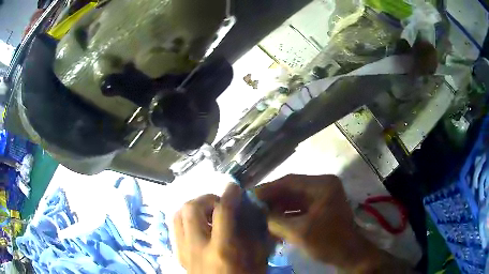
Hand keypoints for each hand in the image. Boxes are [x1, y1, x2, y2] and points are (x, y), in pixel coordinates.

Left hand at [174, 184, 270, 273]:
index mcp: (222, 250)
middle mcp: (197, 247)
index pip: (223, 212)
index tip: (234, 187)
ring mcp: (184, 251)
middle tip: (219, 204)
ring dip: (193, 207)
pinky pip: (175, 227)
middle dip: (207, 198)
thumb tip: (252, 212)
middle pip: (191, 208)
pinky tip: (198, 226)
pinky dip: (185, 219)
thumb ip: (256, 235)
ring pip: (178, 214)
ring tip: (207, 213)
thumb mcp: (258, 261)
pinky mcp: (178, 254)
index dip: (230, 194)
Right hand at [254, 174, 413, 272]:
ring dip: (278, 207)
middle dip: (272, 198)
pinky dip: (286, 214)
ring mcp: (323, 196)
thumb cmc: (328, 241)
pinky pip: (299, 207)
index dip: (268, 189)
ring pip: (294, 198)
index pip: (289, 181)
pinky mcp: (321, 207)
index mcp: (323, 185)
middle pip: (291, 188)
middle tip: (252, 205)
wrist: (349, 254)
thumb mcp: (299, 232)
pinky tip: (272, 221)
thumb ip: (276, 221)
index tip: (250, 196)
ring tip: (259, 213)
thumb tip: (257, 213)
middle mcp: (323, 186)